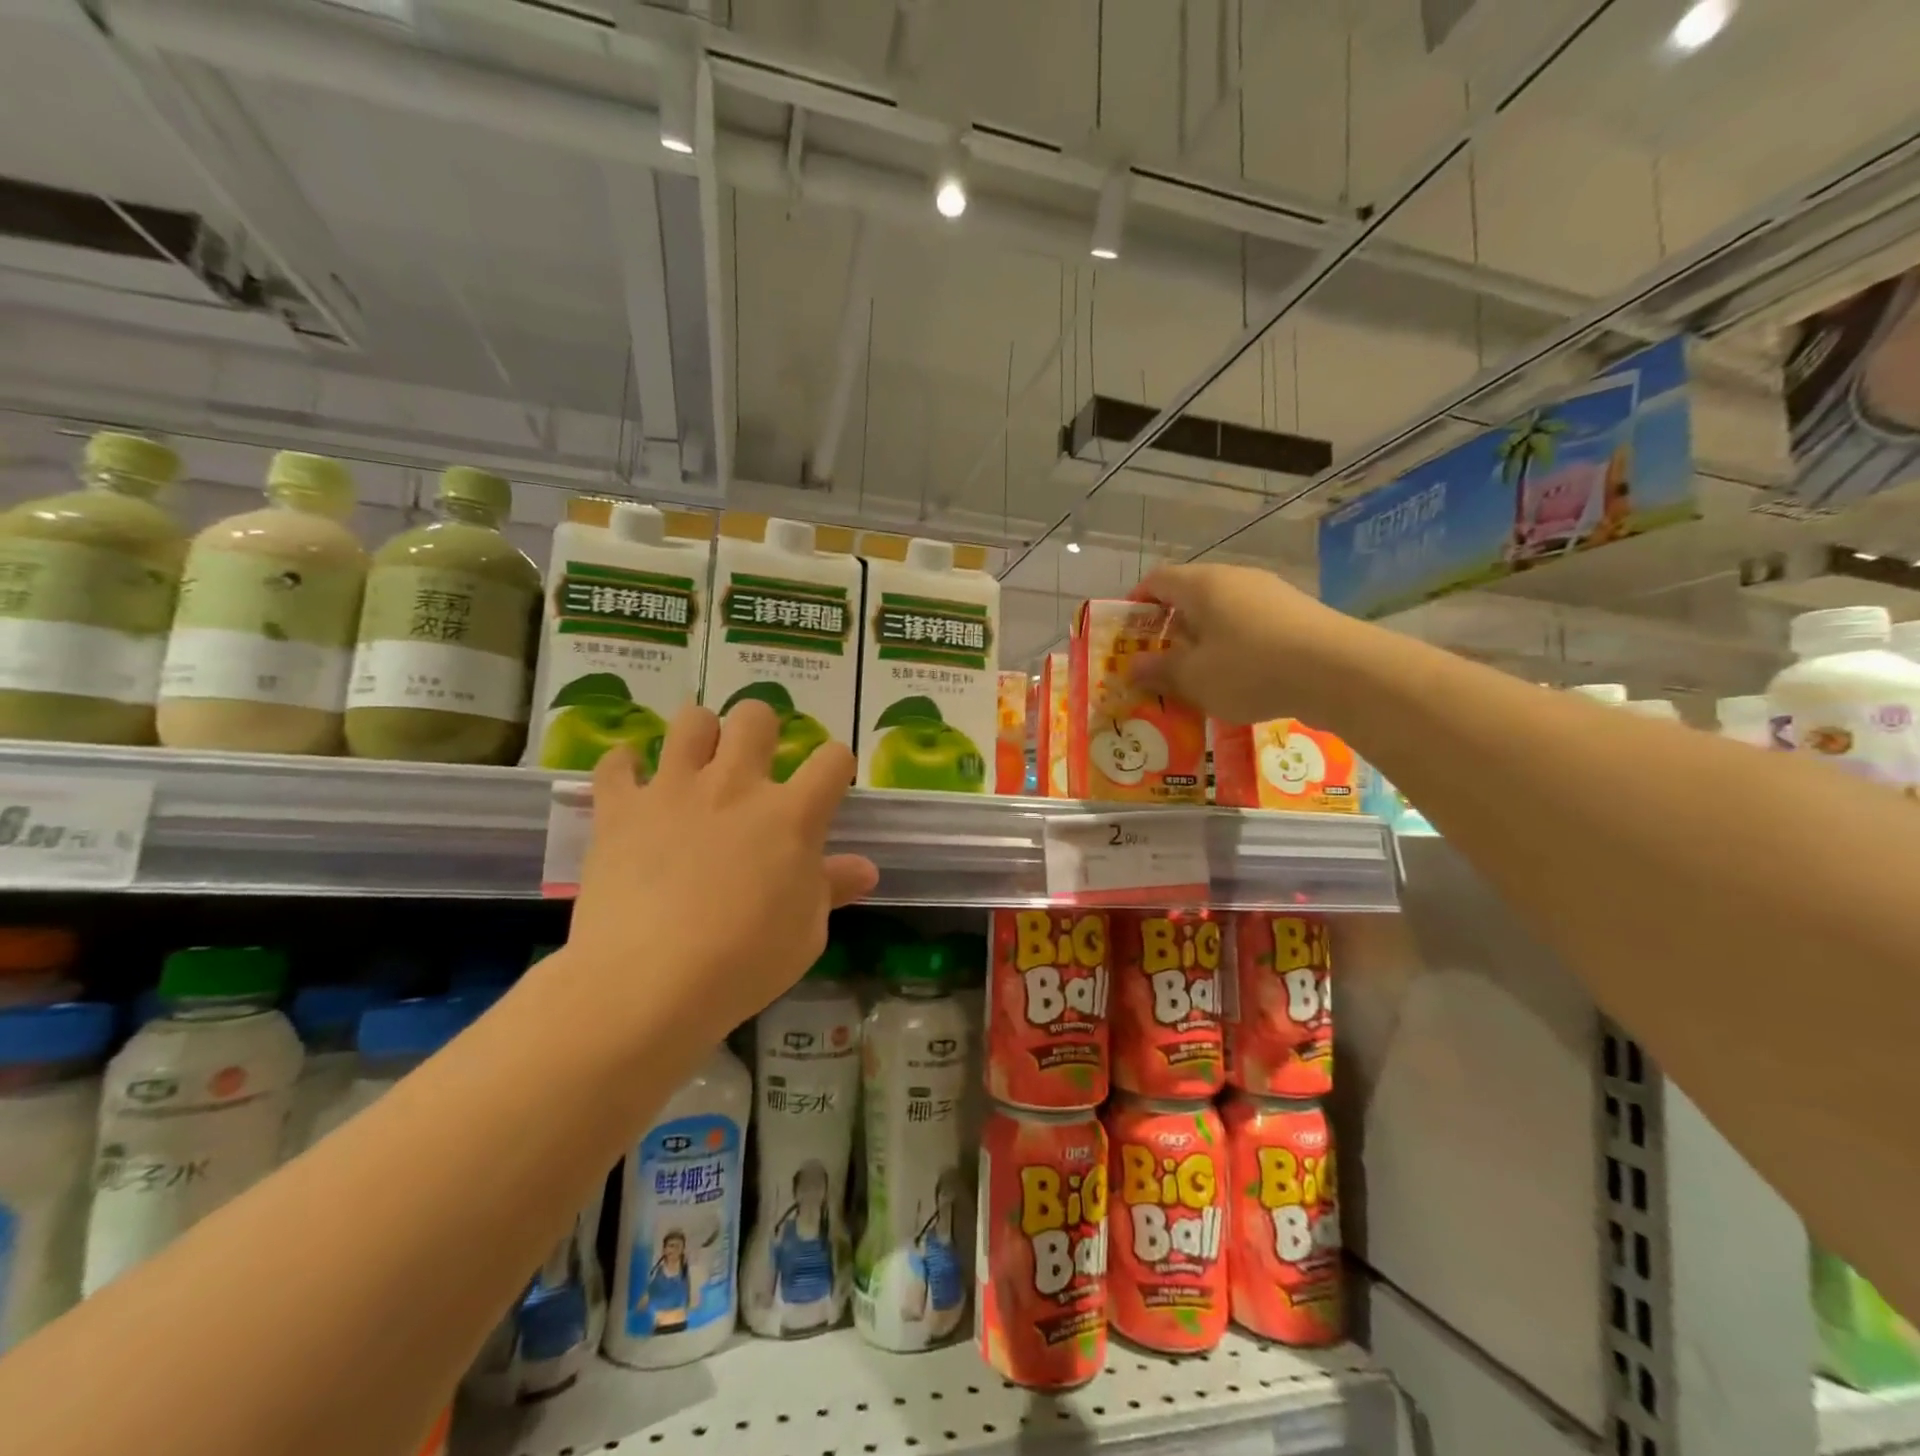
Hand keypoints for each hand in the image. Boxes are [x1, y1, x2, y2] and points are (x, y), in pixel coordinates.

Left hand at [563, 701, 877, 1043]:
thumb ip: (832, 889)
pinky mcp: (621, 808)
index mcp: (791, 814)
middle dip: (762, 729)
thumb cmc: (743, 963)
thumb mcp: (806, 934)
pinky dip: (626, 769)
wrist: (648, 983)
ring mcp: (675, 789)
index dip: (836, 765)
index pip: (832, 759)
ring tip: (696, 765)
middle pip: (756, 717)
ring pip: (691, 720)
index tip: (827, 785)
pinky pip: (618, 763)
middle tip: (754, 764)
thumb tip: (865, 869)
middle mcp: (735, 785)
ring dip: (699, 735)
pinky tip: (633, 786)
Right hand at [1129, 563, 1360, 725]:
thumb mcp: (1194, 677)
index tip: (1127, 632)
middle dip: (1170, 627)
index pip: (1157, 580)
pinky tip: (1240, 679)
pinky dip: (1235, 646)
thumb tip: (1132, 665)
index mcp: (1202, 585)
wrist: (1340, 671)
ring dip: (1204, 640)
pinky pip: (1251, 625)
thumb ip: (1159, 670)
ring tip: (1198, 676)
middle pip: (1191, 595)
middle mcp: (1235, 579)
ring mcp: (1270, 594)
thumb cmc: (1250, 669)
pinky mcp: (1297, 614)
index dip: (1136, 603)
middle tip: (1159, 661)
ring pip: (1223, 612)